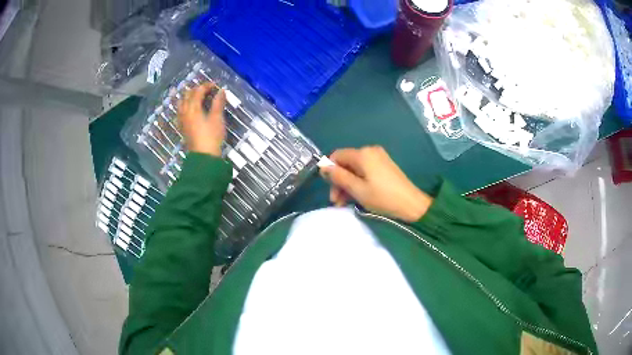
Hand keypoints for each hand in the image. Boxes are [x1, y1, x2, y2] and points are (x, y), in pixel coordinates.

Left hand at [178, 82, 226, 156]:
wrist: (203, 156)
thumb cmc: (211, 136)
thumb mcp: (217, 118)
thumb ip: (218, 103)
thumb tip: (221, 91)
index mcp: (193, 107)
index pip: (198, 91)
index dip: (207, 85)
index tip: (216, 85)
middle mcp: (185, 111)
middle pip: (188, 95)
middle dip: (197, 89)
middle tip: (208, 90)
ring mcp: (182, 120)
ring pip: (182, 102)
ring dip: (189, 96)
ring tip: (198, 97)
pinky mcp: (183, 127)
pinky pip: (181, 110)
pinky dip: (186, 105)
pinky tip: (191, 108)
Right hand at [320, 146, 432, 222]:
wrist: (411, 205)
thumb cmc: (382, 197)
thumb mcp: (357, 189)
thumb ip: (338, 176)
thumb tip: (323, 166)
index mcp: (362, 154)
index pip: (337, 155)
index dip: (329, 170)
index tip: (329, 188)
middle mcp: (370, 151)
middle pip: (346, 163)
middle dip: (338, 181)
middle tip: (336, 201)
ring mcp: (378, 158)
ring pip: (354, 169)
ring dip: (347, 184)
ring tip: (344, 203)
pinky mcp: (384, 166)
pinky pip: (364, 171)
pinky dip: (358, 183)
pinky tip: (356, 197)